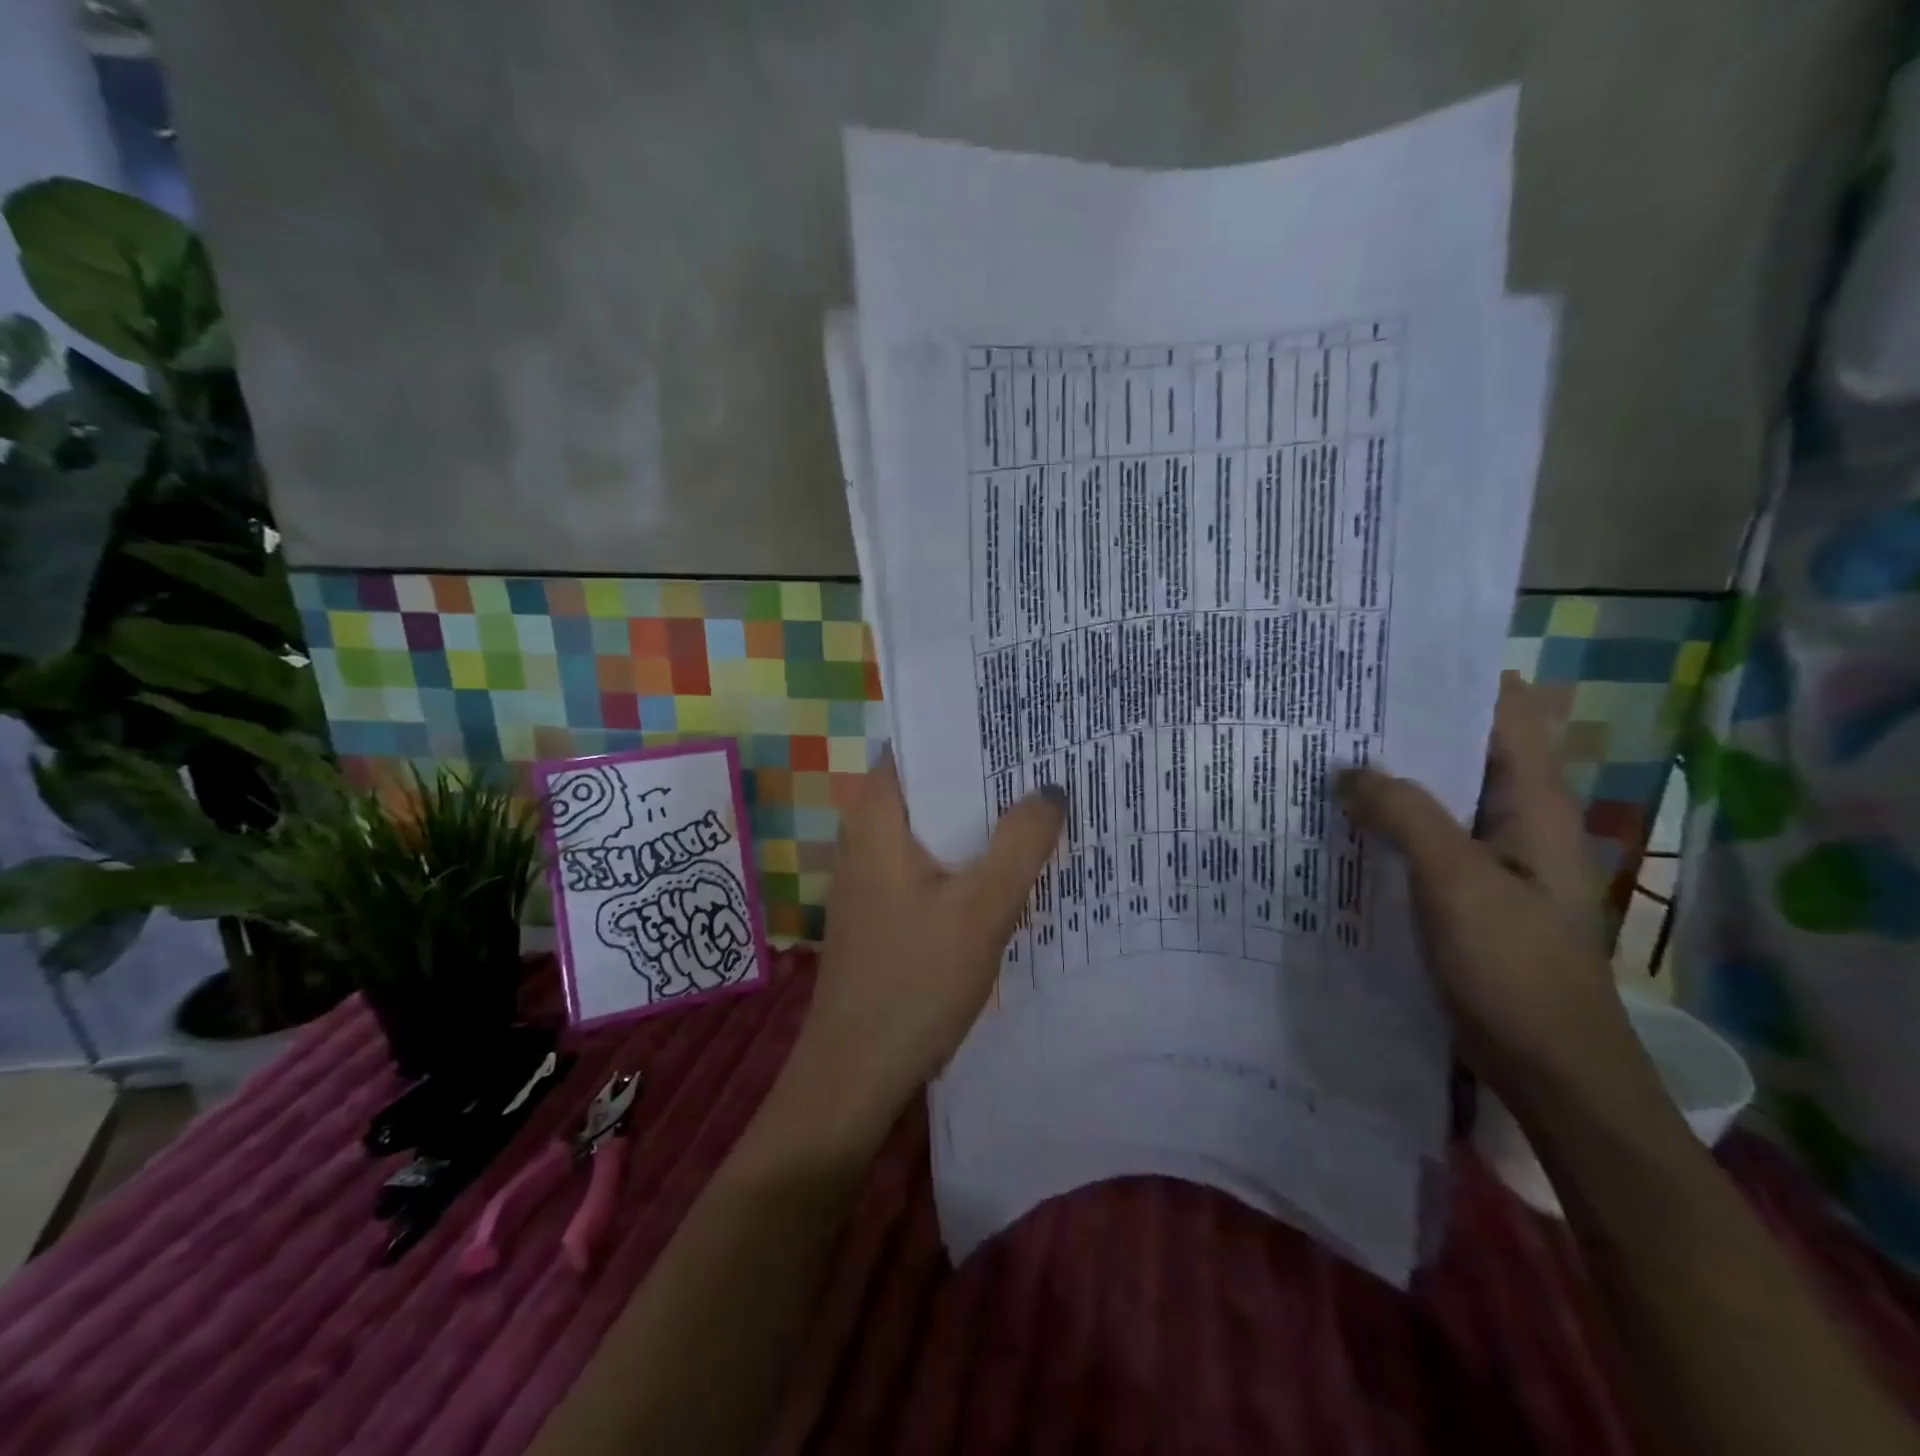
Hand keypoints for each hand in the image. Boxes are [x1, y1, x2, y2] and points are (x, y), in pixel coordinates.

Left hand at [782, 751, 1064, 1145]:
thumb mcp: (981, 908)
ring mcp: (873, 872)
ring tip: (1043, 805)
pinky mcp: (885, 906)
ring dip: (982, 819)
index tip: (1023, 725)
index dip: (970, 730)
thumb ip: (1020, 842)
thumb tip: (1051, 789)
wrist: (856, 1074)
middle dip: (987, 775)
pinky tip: (1012, 866)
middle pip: (932, 784)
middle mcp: (866, 833)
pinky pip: (933, 861)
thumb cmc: (914, 981)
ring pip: (936, 826)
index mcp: (876, 815)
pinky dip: (968, 855)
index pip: (920, 744)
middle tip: (1050, 762)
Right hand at [1336, 673, 1633, 1101]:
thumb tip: (1347, 771)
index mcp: (1531, 803)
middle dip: (1399, 726)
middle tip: (1329, 704)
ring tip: (1318, 753)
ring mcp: (1485, 859)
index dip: (1450, 677)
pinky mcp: (1459, 893)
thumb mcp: (1456, 881)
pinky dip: (1381, 824)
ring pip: (1431, 798)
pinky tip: (1333, 821)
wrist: (1548, 1070)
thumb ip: (1404, 814)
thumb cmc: (1514, 968)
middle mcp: (1512, 820)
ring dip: (1385, 778)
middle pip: (1456, 750)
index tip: (1385, 659)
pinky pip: (1415, 841)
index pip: (1499, 712)